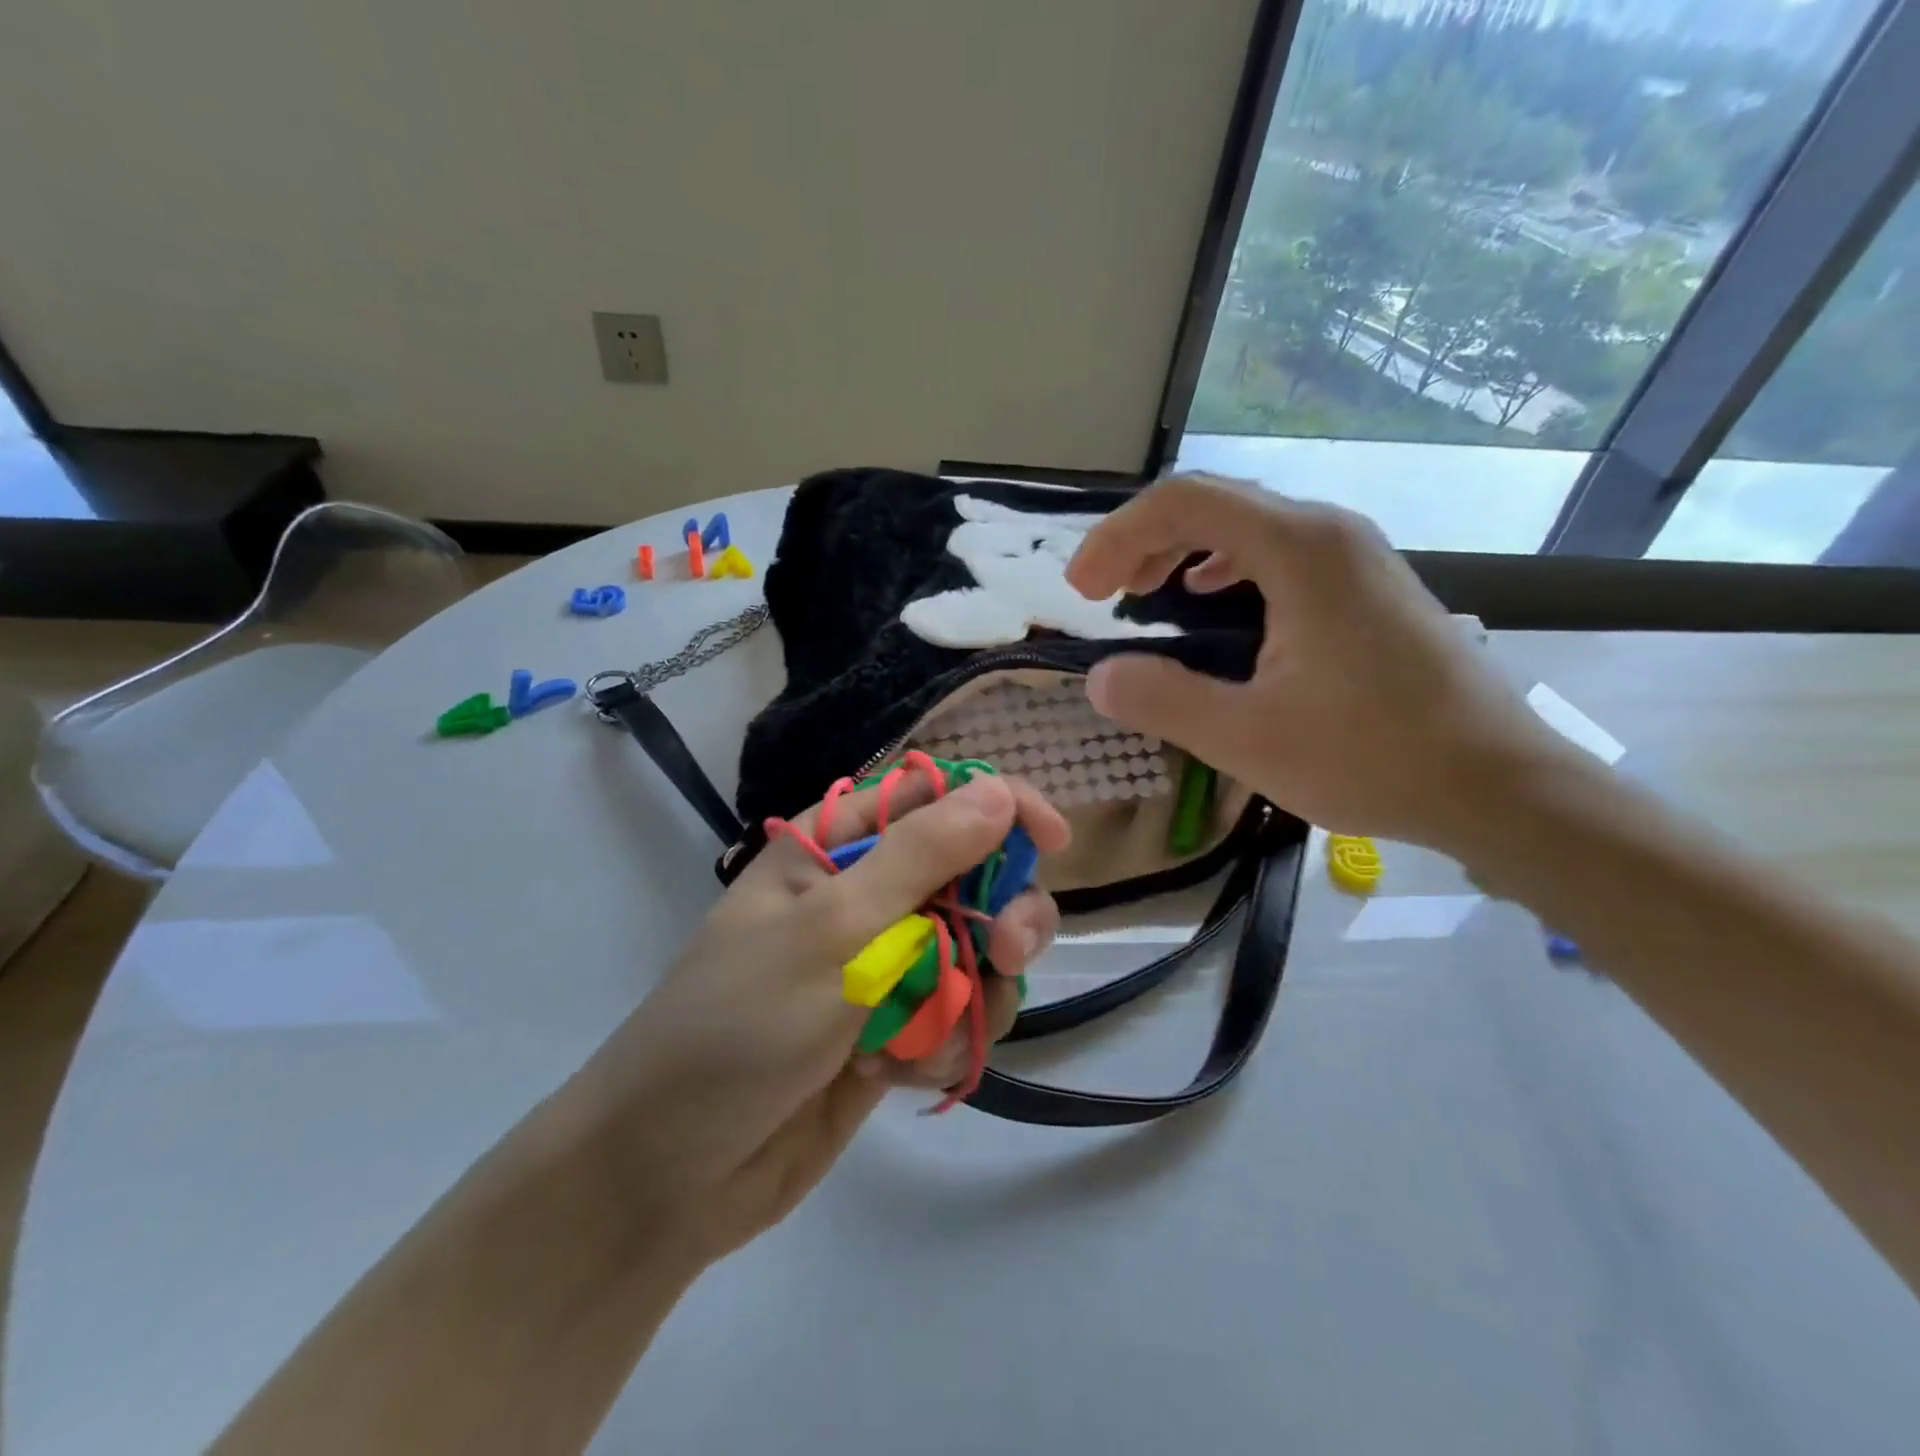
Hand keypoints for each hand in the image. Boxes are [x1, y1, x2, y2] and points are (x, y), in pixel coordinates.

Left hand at [578, 772, 1069, 1265]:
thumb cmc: (742, 1025)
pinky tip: (899, 1074)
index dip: (998, 806)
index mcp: (836, 848)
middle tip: (1004, 954)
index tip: (1051, 840)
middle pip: (974, 875)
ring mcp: (883, 966)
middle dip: (1002, 915)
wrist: (674, 1172)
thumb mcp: (834, 930)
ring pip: (979, 951)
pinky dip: (946, 1043)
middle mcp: (865, 897)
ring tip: (940, 1035)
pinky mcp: (894, 1029)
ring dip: (976, 991)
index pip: (934, 796)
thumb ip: (921, 857)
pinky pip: (959, 1016)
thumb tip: (998, 792)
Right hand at [1067, 474, 1569, 852]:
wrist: (1499, 784)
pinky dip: (1225, 568)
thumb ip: (1162, 699)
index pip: (1183, 502)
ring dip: (1181, 552)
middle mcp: (1328, 532)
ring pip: (1246, 526)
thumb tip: (1100, 677)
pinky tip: (1211, 600)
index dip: (1117, 537)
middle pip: (1213, 503)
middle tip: (1100, 594)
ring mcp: (1355, 556)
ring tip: (1143, 594)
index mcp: (1298, 549)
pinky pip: (1277, 552)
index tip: (1081, 592)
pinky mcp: (1366, 586)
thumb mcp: (1247, 738)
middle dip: (1142, 541)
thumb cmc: (1373, 756)